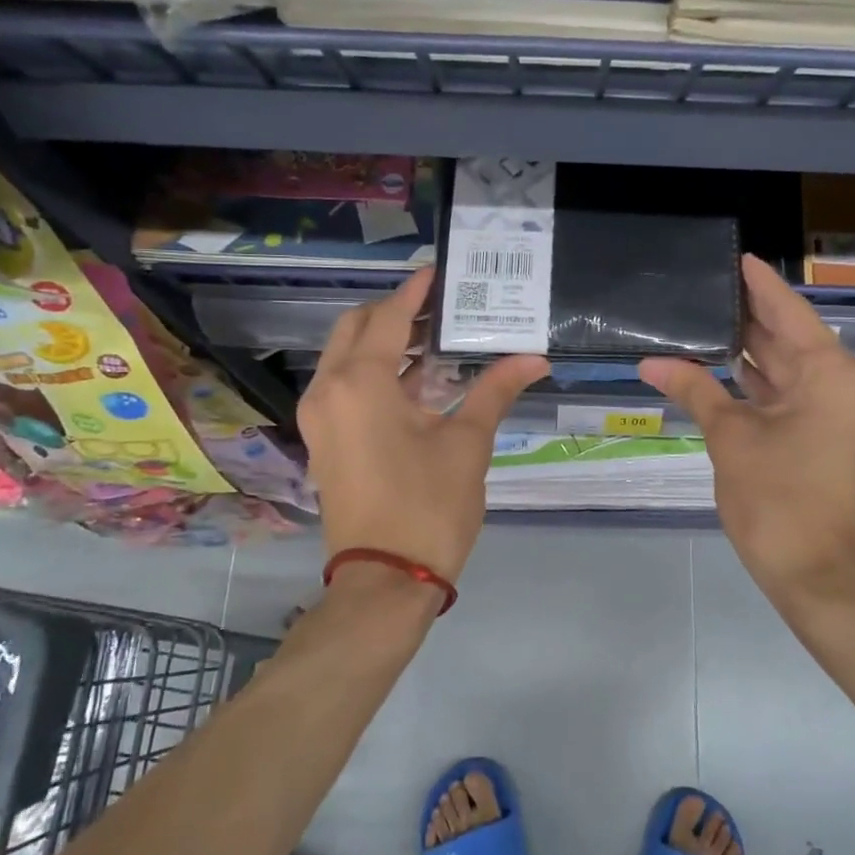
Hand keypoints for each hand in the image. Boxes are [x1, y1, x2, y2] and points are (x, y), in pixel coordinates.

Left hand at [298, 268, 547, 582]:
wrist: (385, 580)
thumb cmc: (429, 506)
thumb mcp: (467, 444)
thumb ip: (494, 391)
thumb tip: (534, 359)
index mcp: (360, 382)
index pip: (387, 317)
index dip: (415, 293)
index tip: (438, 273)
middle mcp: (328, 390)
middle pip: (356, 329)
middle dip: (394, 313)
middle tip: (440, 308)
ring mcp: (320, 418)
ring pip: (347, 358)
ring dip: (385, 343)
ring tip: (436, 339)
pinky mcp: (324, 441)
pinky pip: (345, 387)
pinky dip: (375, 374)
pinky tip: (418, 381)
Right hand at [640, 255, 854, 598]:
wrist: (818, 575)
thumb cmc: (776, 500)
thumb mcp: (730, 438)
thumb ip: (694, 389)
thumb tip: (650, 362)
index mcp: (831, 373)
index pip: (788, 312)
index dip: (758, 285)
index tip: (735, 257)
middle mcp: (847, 383)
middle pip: (791, 338)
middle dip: (748, 318)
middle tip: (704, 291)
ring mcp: (844, 411)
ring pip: (792, 368)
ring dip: (752, 352)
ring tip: (705, 322)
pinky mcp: (834, 434)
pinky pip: (796, 394)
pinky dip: (763, 383)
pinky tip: (724, 367)